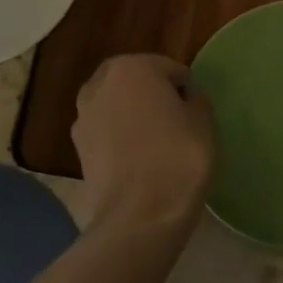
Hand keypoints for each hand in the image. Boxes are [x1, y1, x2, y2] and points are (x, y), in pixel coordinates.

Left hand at [72, 54, 214, 233]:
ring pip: (117, 107)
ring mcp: (83, 117)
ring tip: (157, 143)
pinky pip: (106, 133)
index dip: (187, 89)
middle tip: (177, 122)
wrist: (141, 214)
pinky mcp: (77, 149)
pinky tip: (139, 161)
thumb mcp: (204, 121)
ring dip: (133, 116)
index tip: (196, 112)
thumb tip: (186, 99)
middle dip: (154, 96)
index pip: (170, 69)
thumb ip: (196, 99)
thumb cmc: (178, 157)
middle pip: (136, 82)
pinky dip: (120, 139)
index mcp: (132, 68)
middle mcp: (99, 84)